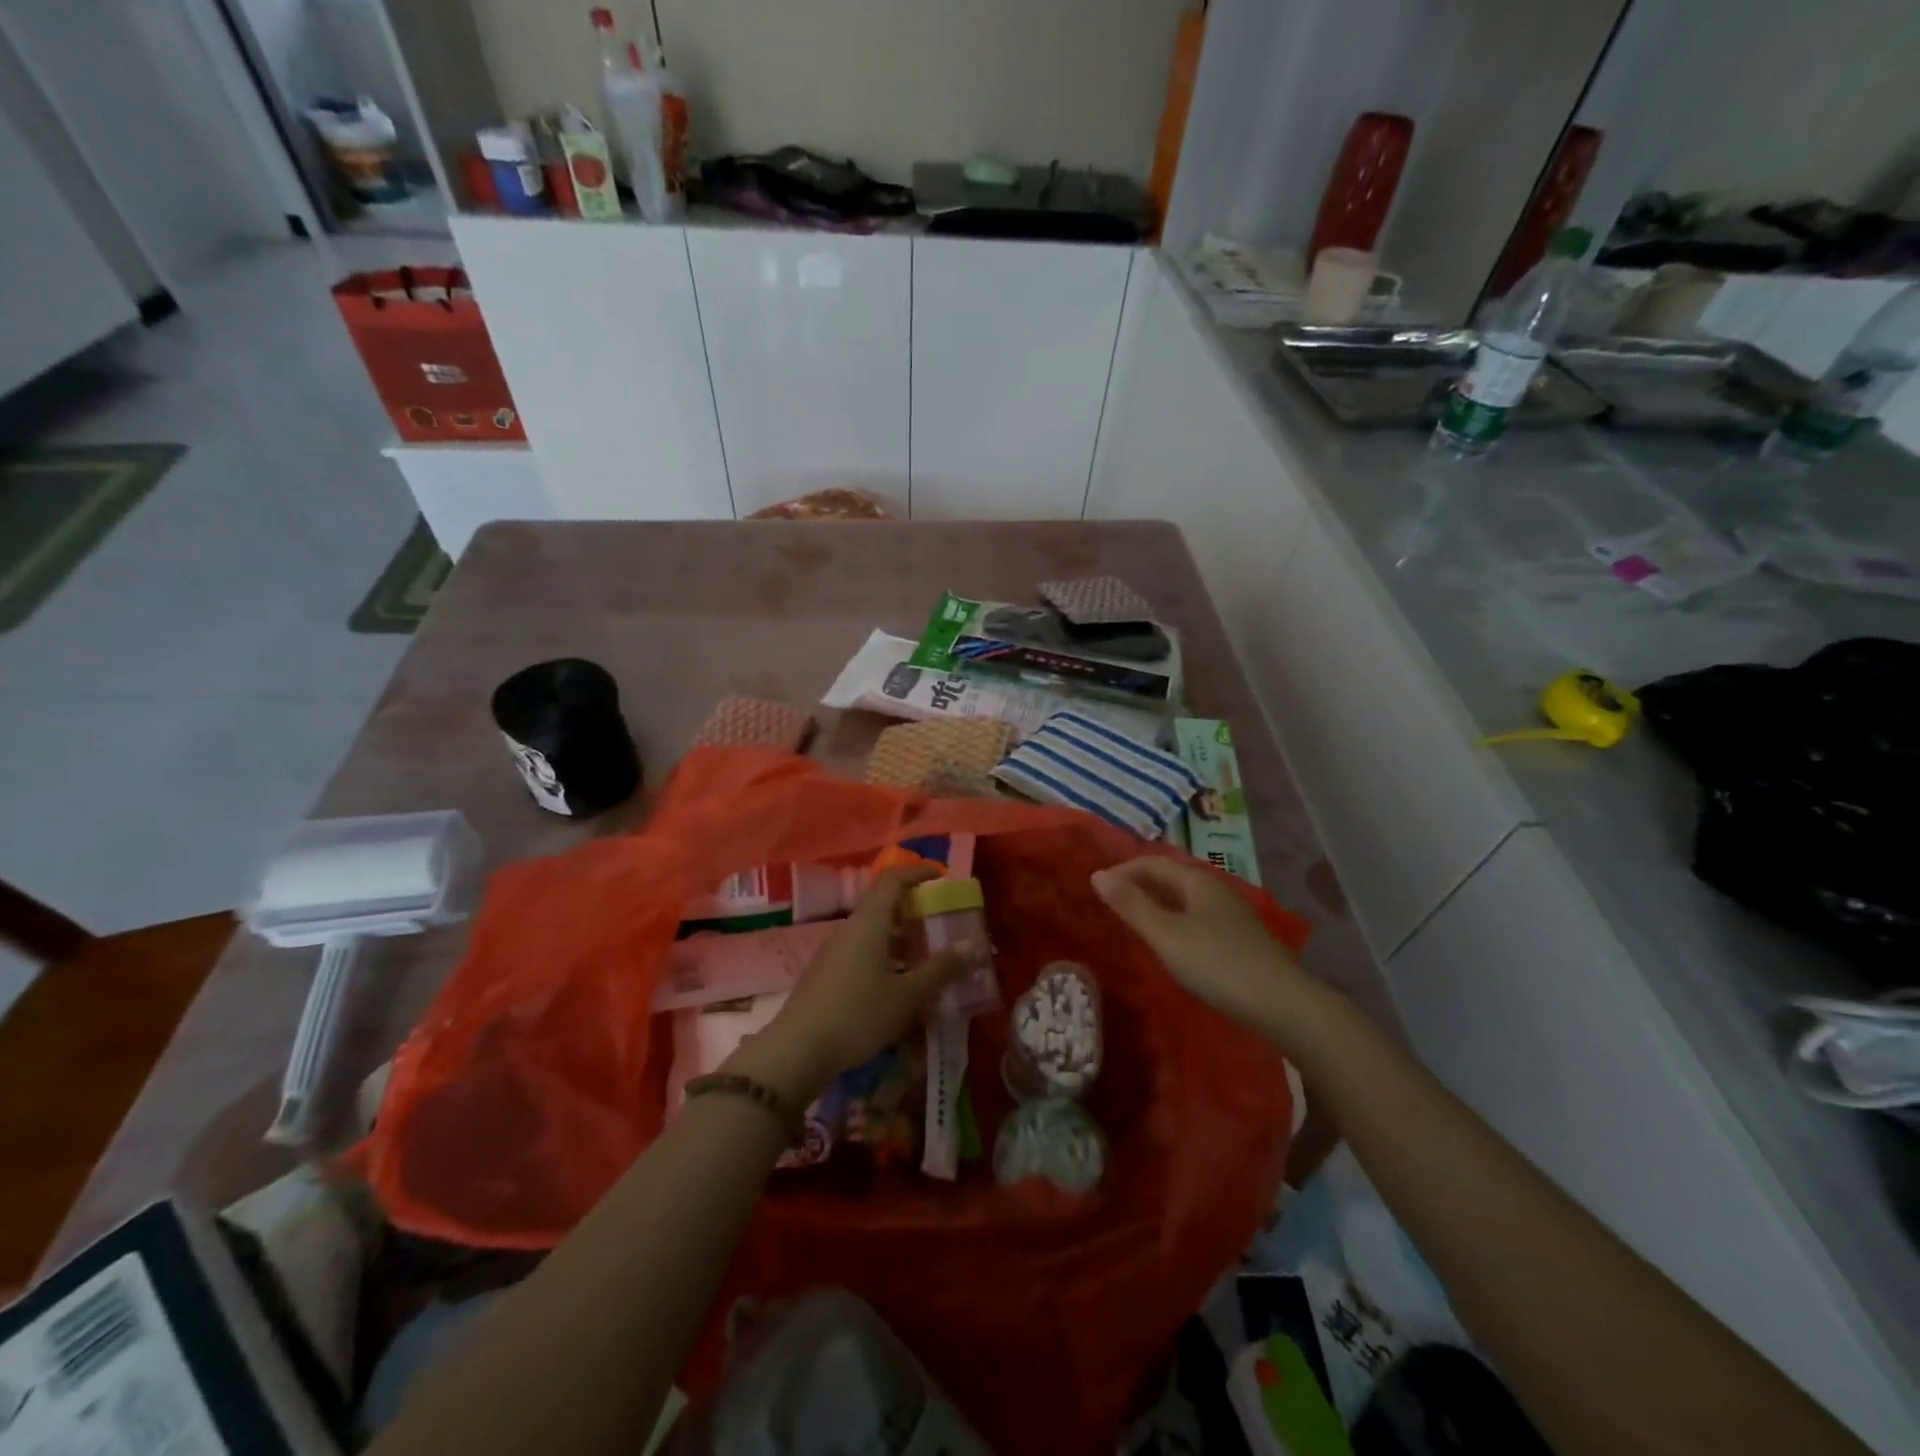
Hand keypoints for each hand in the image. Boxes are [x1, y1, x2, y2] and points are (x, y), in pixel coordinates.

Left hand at [727, 866, 968, 1103]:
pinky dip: (885, 958)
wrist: (797, 1052)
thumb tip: (970, 945)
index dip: (917, 872)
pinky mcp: (826, 976)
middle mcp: (849, 930)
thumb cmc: (858, 1015)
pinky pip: (862, 954)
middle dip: (914, 910)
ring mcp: (834, 953)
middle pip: (883, 906)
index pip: (892, 880)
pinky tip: (898, 986)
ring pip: (873, 933)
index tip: (940, 877)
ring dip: (901, 939)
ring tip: (927, 958)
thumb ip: (940, 969)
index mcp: (869, 923)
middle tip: (941, 923)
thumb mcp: (908, 995)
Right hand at [1092, 856, 1305, 1034]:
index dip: (1122, 870)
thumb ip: (1131, 906)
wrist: (1283, 1005)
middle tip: (1110, 903)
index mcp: (1197, 881)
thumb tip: (1097, 875)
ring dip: (1155, 902)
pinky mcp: (1239, 939)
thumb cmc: (1217, 964)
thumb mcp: (1166, 935)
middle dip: (1138, 884)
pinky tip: (1169, 943)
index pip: (1152, 862)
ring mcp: (1231, 915)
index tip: (1096, 888)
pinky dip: (1173, 920)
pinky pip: (1195, 917)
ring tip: (1132, 921)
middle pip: (1170, 877)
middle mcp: (1215, 890)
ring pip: (1184, 898)